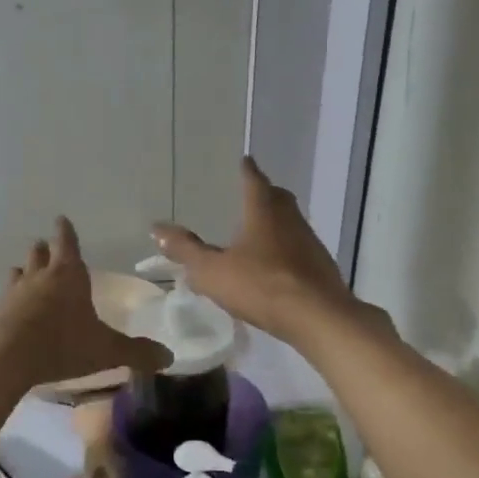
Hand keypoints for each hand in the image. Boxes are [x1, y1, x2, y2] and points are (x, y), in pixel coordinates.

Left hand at [0, 218, 171, 388]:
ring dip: (23, 272)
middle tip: (44, 245)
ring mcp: (12, 293)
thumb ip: (137, 352)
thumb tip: (169, 357)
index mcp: (68, 275)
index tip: (61, 219)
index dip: (66, 232)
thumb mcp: (106, 350)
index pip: (67, 244)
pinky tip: (6, 311)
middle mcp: (38, 277)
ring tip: (23, 273)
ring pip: (17, 274)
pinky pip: (1, 301)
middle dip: (44, 250)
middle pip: (39, 255)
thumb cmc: (62, 344)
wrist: (5, 357)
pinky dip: (7, 302)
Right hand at [153, 157, 368, 346]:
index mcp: (263, 212)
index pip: (254, 181)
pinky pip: (300, 247)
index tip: (245, 161)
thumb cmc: (260, 287)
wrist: (317, 316)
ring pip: (292, 222)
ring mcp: (309, 242)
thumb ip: (185, 250)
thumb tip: (157, 228)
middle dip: (265, 192)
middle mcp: (290, 219)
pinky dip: (287, 247)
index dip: (247, 171)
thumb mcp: (212, 271)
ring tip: (262, 229)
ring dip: (277, 221)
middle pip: (278, 197)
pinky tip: (279, 263)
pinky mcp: (321, 266)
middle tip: (253, 192)